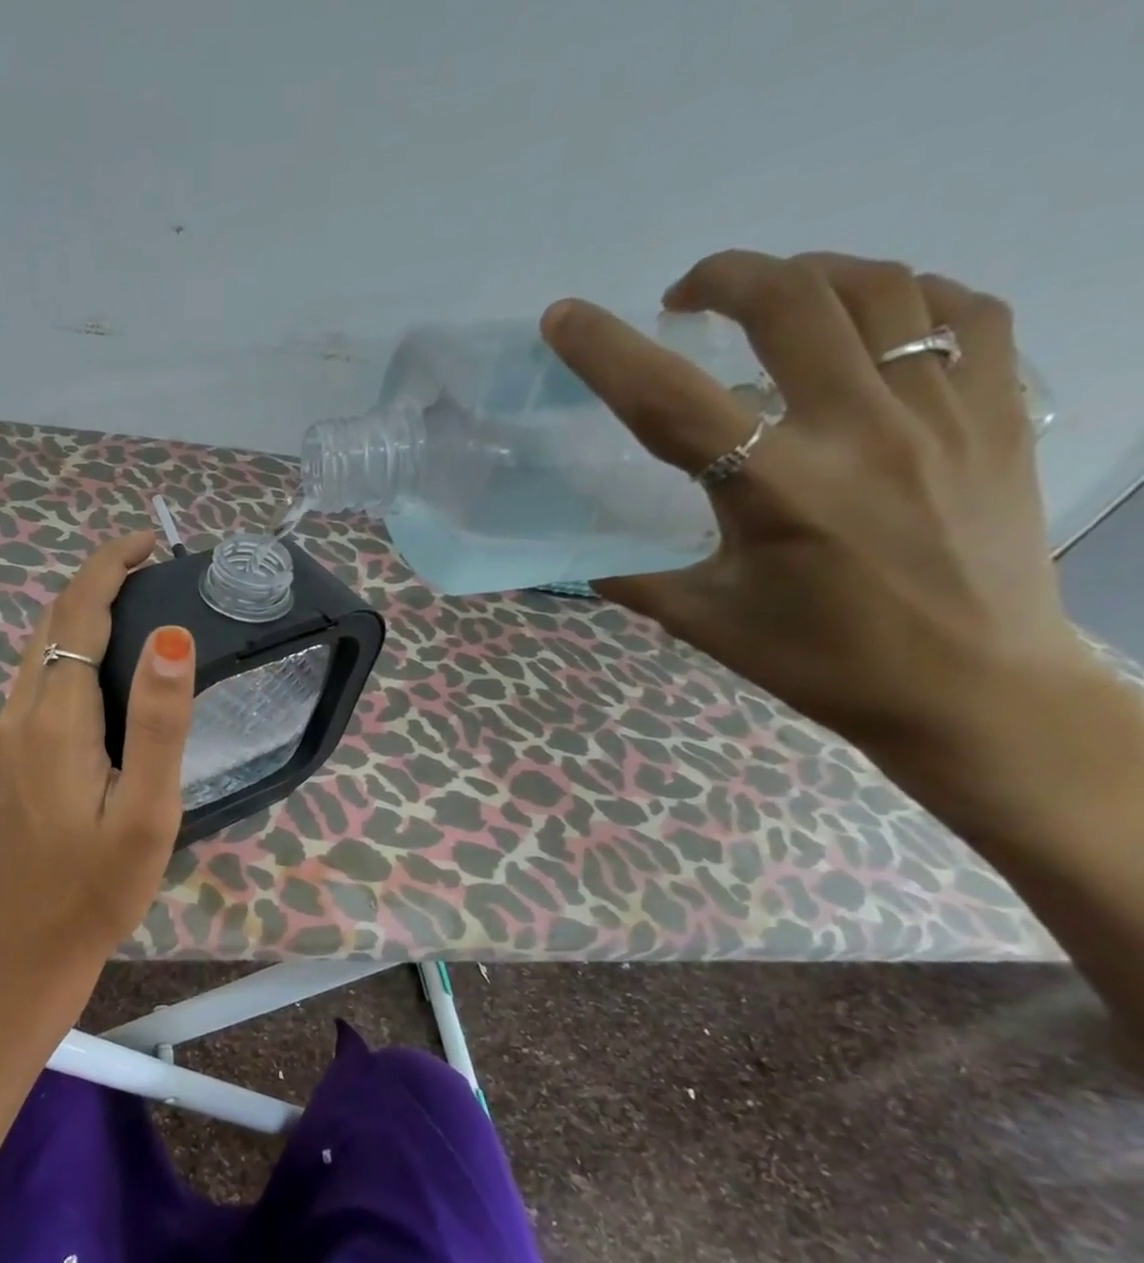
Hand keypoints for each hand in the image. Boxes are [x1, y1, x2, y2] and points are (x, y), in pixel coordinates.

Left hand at [0, 533, 195, 983]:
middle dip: (98, 580)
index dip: (110, 565)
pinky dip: (71, 647)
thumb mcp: (147, 811)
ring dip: (82, 612)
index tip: (151, 543)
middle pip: (54, 620)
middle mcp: (23, 711)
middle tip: (156, 571)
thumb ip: (159, 723)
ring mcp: (10, 735)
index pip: (77, 611)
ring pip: (42, 647)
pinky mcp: (13, 756)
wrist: (29, 949)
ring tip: (139, 606)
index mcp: (56, 716)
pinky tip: (105, 668)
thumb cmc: (98, 888)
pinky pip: (40, 678)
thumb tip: (170, 636)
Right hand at [540, 249, 1106, 775]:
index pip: (668, 401)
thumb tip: (583, 556)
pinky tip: (870, 319)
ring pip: (877, 286)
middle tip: (684, 298)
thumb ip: (635, 578)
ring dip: (806, 273)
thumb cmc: (822, 661)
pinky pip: (960, 310)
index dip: (606, 351)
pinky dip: (904, 294)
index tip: (563, 316)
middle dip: (722, 277)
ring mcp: (943, 409)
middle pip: (787, 301)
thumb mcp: (706, 622)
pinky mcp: (1000, 409)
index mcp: (774, 491)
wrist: (971, 688)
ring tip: (771, 298)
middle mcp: (860, 430)